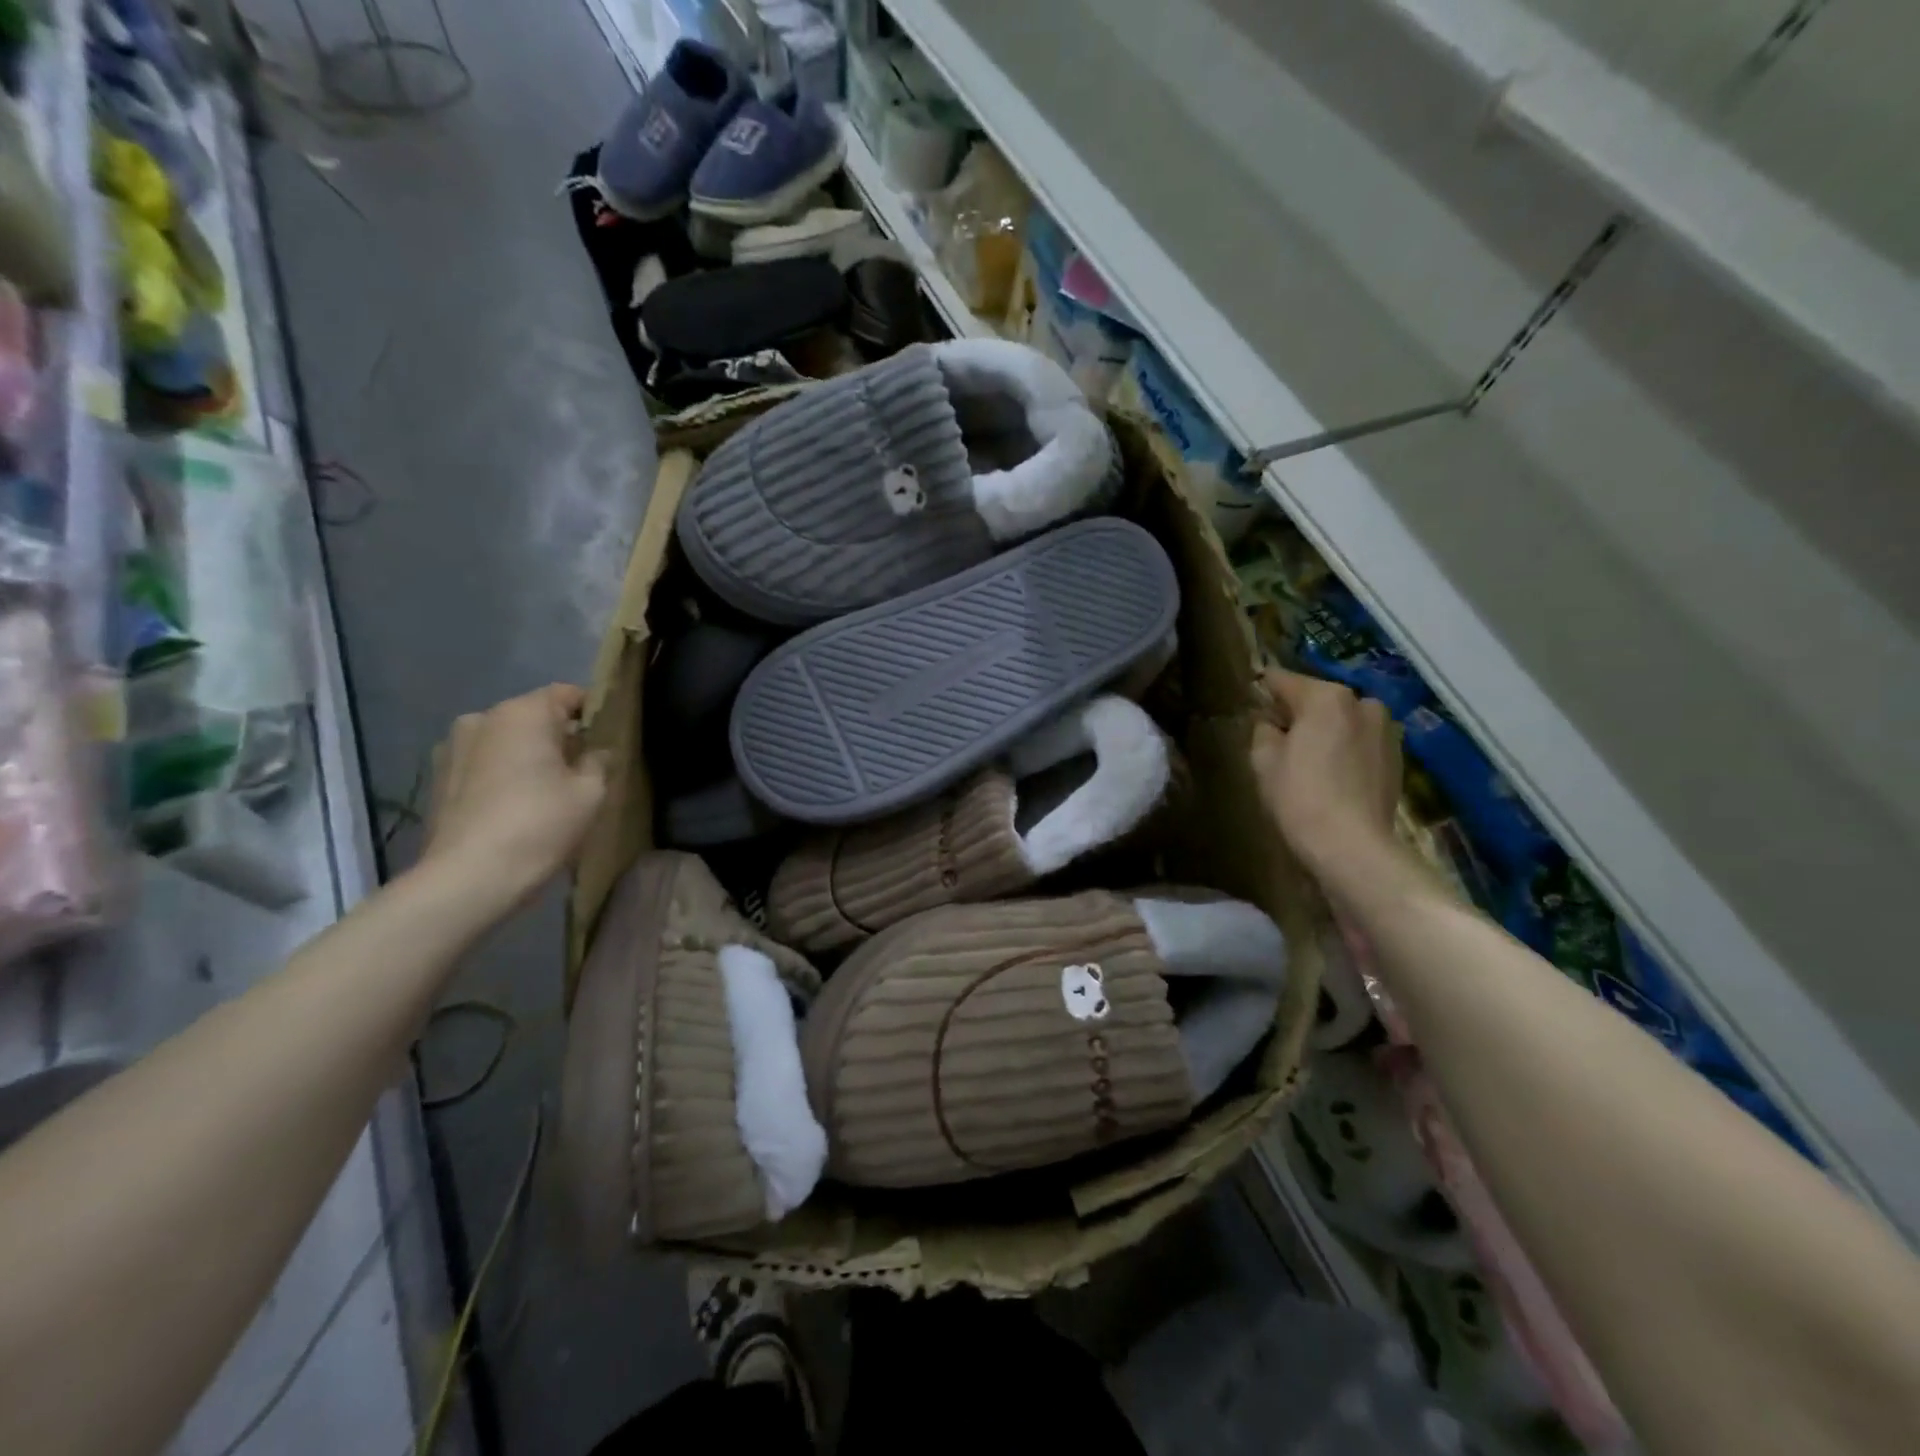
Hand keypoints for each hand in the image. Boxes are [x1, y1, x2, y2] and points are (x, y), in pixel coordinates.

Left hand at [419, 685, 609, 909]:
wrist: (468, 878)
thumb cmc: (539, 825)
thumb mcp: (590, 793)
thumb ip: (598, 761)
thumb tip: (596, 751)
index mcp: (522, 713)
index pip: (568, 694)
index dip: (592, 713)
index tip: (607, 741)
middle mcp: (482, 718)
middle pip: (534, 717)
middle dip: (559, 737)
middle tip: (581, 771)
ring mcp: (453, 747)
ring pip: (506, 741)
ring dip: (528, 756)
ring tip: (546, 792)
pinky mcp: (437, 777)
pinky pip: (484, 763)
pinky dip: (503, 774)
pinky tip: (515, 807)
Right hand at [1250, 667, 1401, 882]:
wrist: (1352, 846)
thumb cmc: (1299, 797)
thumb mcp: (1263, 760)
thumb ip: (1262, 730)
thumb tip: (1269, 723)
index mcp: (1326, 697)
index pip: (1283, 680)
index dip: (1263, 690)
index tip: (1251, 702)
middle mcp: (1363, 703)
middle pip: (1318, 699)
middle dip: (1298, 713)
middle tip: (1277, 738)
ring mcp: (1386, 730)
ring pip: (1342, 720)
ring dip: (1325, 731)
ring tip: (1307, 759)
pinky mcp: (1397, 758)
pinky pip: (1360, 742)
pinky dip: (1344, 750)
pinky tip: (1331, 776)